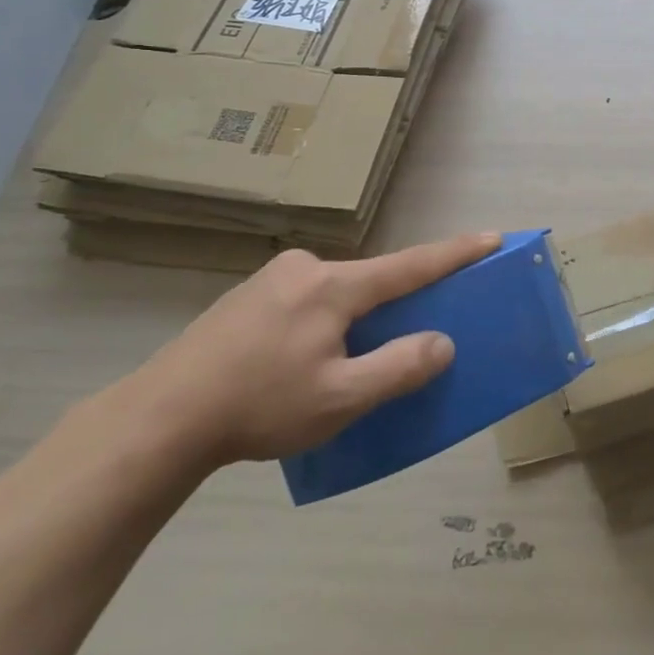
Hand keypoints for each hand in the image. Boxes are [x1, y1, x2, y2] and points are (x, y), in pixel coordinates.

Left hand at [137, 232, 500, 467]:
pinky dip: (324, 322)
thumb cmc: (259, 406)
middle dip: (396, 302)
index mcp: (333, 286)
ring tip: (344, 366)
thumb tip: (442, 343)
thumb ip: (398, 367)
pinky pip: (307, 301)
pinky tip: (303, 363)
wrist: (161, 417)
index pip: (410, 265)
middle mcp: (305, 268)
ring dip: (355, 318)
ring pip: (336, 293)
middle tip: (406, 336)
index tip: (492, 237)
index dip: (455, 254)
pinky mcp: (247, 298)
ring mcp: (271, 279)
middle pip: (371, 281)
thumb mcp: (340, 398)